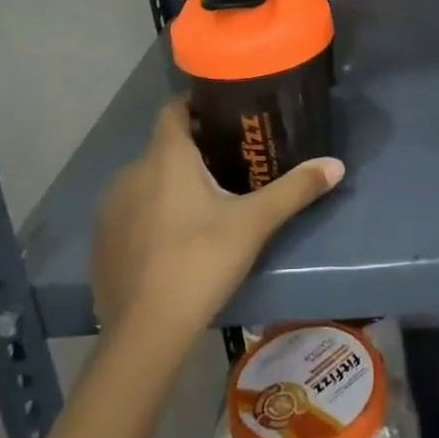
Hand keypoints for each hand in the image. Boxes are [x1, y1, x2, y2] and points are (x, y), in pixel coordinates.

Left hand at [90, 100, 342, 346]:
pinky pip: (129, 213)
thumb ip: (294, 189)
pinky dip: (149, 215)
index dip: (196, 105)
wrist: (146, 332)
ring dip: (168, 184)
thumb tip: (337, 164)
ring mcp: (111, 208)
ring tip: (202, 204)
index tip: (223, 112)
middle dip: (192, 151)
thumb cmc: (201, 261)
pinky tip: (171, 241)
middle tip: (228, 163)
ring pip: (145, 181)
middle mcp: (132, 172)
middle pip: (163, 147)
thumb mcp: (254, 224)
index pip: (174, 109)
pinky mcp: (101, 242)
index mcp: (166, 156)